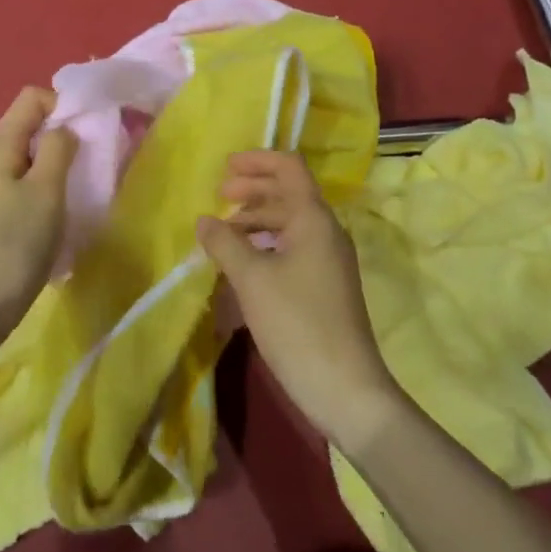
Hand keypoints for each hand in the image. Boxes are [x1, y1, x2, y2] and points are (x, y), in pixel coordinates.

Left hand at [0, 86, 77, 347]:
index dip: (62, 105)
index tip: (86, 134)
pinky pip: (18, 183)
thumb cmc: (14, 246)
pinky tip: (54, 214)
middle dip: (61, 136)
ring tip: (76, 190)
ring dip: (53, 165)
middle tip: (88, 164)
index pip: (31, 98)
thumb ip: (59, 149)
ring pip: (26, 157)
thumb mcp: (46, 192)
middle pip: (28, 126)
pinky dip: (40, 188)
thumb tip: (64, 127)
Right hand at [197, 151, 401, 454]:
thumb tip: (205, 220)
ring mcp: (326, 261)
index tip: (225, 168)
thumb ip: (224, 243)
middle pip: (287, 193)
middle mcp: (324, 232)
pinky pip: (289, 249)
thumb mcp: (251, 279)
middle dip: (251, 190)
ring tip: (222, 234)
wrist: (346, 390)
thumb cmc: (297, 324)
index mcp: (313, 219)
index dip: (257, 161)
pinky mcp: (322, 286)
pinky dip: (263, 246)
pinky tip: (240, 265)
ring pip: (287, 223)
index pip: (289, 168)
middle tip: (218, 197)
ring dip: (254, 221)